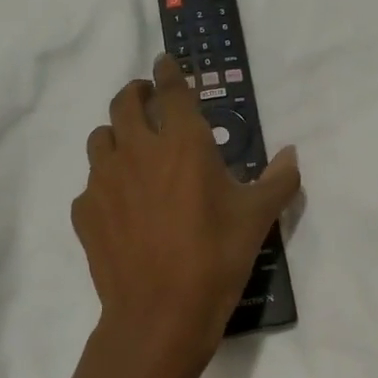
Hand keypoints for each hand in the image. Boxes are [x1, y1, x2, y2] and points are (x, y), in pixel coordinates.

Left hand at [72, 54, 300, 377]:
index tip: (166, 63)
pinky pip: (91, 183)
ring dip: (116, 133)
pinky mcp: (85, 211)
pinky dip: (105, 183)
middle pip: (124, 102)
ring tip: (132, 149)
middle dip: (136, 92)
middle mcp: (137, 149)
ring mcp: (104, 180)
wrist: (160, 314)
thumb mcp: (257, 217)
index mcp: (182, 142)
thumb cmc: (216, 257)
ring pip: (101, 138)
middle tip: (147, 99)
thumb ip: (278, 179)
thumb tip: (292, 154)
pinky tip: (121, 205)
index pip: (170, 89)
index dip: (168, 71)